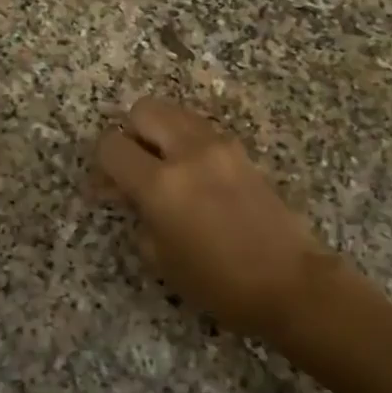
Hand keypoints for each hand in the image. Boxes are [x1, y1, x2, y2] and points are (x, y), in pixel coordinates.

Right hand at [95, 99, 332, 342]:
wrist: (290, 282)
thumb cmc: (218, 283)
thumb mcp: (160, 258)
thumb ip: (138, 214)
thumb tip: (129, 193)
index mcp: (161, 184)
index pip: (112, 145)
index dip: (102, 163)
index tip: (108, 185)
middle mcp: (188, 152)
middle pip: (143, 110)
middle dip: (131, 133)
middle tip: (135, 167)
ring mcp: (219, 145)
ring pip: (175, 112)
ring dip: (161, 132)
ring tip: (166, 168)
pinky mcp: (241, 150)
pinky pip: (200, 129)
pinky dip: (187, 140)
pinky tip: (194, 175)